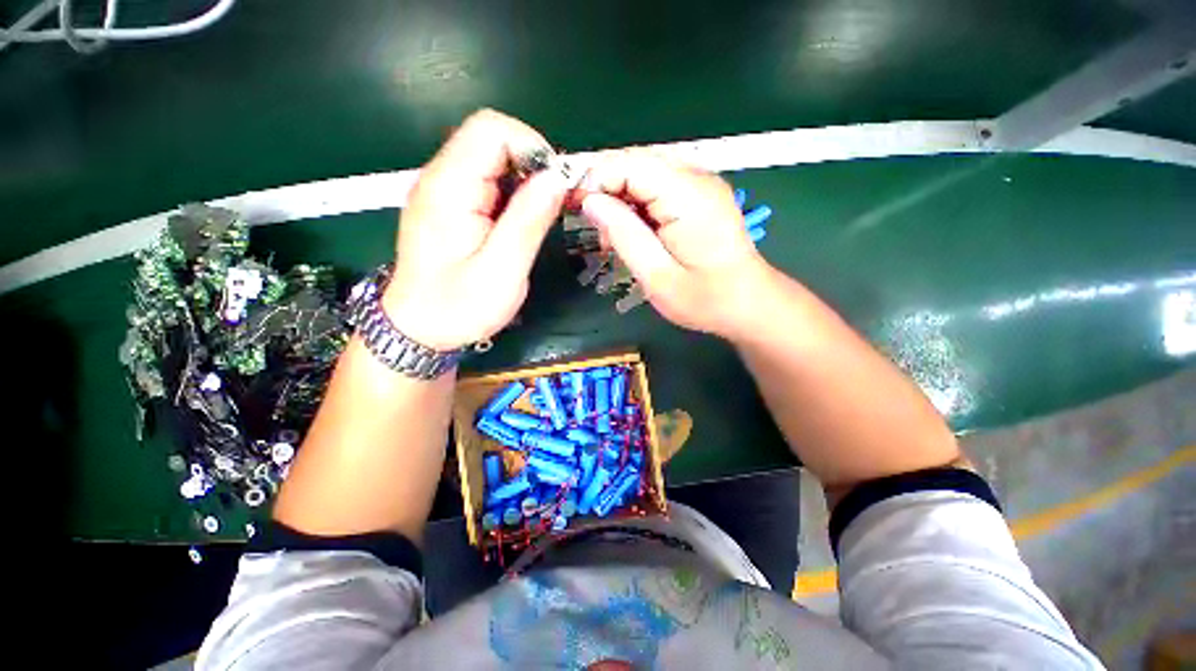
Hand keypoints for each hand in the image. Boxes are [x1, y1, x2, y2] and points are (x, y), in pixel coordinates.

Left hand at [383, 109, 569, 350]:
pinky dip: (511, 193)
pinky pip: (485, 181)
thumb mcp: (502, 271)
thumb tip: (557, 178)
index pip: (490, 129)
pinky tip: (517, 224)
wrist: (418, 330)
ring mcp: (442, 191)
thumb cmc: (458, 307)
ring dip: (523, 180)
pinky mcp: (448, 205)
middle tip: (550, 207)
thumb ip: (528, 221)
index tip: (554, 185)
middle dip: (531, 165)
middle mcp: (440, 178)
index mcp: (449, 188)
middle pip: (491, 139)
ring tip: (535, 219)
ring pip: (490, 159)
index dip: (531, 146)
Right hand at [579, 150, 770, 336]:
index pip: (630, 164)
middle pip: (637, 161)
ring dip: (620, 196)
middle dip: (605, 186)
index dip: (595, 178)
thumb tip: (590, 201)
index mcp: (688, 196)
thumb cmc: (704, 299)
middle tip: (590, 223)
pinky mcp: (700, 194)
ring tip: (612, 235)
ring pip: (645, 171)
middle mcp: (697, 178)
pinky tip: (633, 230)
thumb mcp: (656, 276)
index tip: (573, 205)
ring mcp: (701, 183)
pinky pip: (658, 184)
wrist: (748, 303)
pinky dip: (637, 203)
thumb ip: (623, 234)